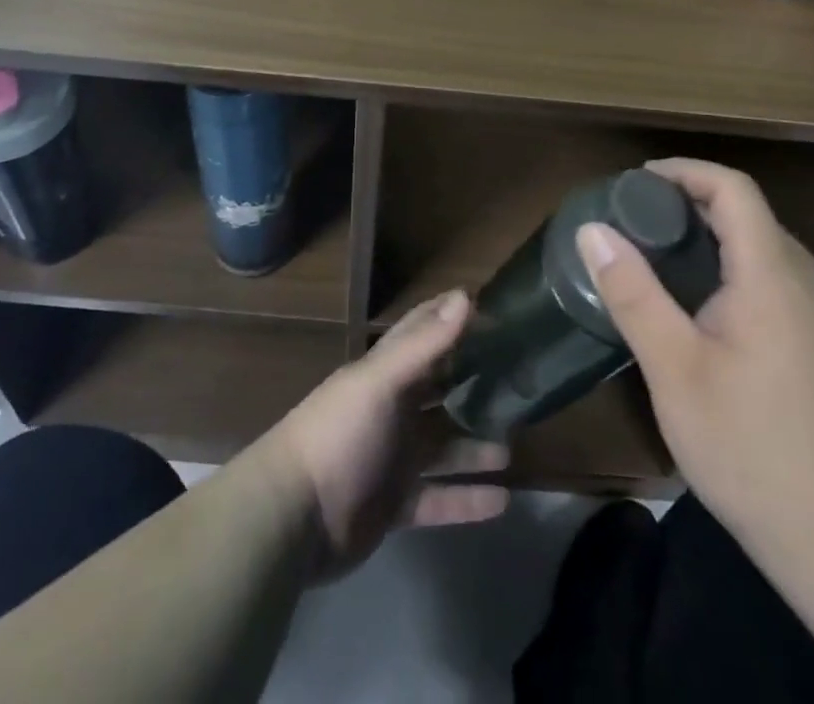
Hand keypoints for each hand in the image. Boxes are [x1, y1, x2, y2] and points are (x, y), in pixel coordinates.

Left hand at [257, 290, 510, 578]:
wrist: (293, 519)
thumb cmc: (339, 435)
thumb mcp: (381, 382)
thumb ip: (425, 344)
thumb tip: (466, 296)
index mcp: (385, 373)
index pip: (421, 332)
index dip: (450, 317)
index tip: (494, 308)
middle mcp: (392, 409)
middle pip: (440, 390)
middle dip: (474, 383)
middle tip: (520, 381)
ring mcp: (394, 458)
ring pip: (445, 445)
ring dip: (476, 445)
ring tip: (515, 444)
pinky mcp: (396, 504)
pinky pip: (440, 498)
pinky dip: (468, 499)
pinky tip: (504, 501)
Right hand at [577, 158, 813, 551]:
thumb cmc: (754, 449)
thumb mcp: (675, 371)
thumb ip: (634, 294)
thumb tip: (592, 230)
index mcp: (772, 275)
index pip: (733, 189)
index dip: (685, 171)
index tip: (638, 181)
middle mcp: (809, 284)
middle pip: (751, 217)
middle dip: (693, 206)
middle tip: (639, 225)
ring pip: (769, 254)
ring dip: (718, 242)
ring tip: (667, 267)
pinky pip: (783, 287)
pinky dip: (741, 276)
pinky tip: (713, 320)